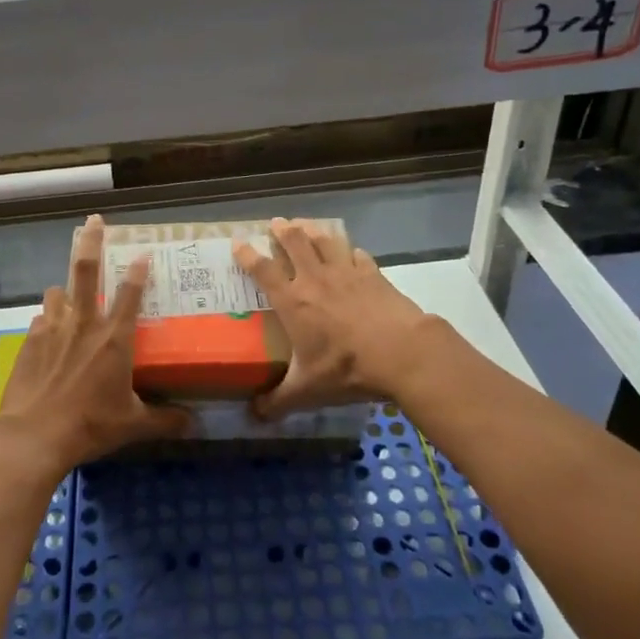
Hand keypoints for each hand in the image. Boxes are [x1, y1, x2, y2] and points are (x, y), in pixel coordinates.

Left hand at [0, 215, 193, 472]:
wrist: (35, 434)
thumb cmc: (90, 425)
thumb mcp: (133, 424)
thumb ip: (165, 419)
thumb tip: (194, 422)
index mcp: (114, 339)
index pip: (130, 294)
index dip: (138, 270)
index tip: (142, 251)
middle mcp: (84, 324)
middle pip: (85, 270)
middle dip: (90, 241)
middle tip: (92, 220)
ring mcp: (54, 329)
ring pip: (57, 291)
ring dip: (63, 289)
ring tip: (66, 291)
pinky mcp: (31, 340)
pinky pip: (41, 318)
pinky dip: (47, 319)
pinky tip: (48, 330)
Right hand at [234, 218, 435, 420]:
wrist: (400, 353)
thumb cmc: (345, 368)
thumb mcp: (306, 391)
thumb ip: (278, 401)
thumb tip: (254, 415)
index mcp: (292, 301)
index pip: (263, 270)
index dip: (248, 255)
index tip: (238, 243)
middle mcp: (314, 279)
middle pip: (294, 242)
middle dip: (282, 230)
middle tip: (276, 223)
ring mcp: (346, 273)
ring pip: (325, 241)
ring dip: (313, 230)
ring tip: (305, 225)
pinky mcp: (373, 274)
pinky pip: (358, 255)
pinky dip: (350, 251)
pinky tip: (351, 252)